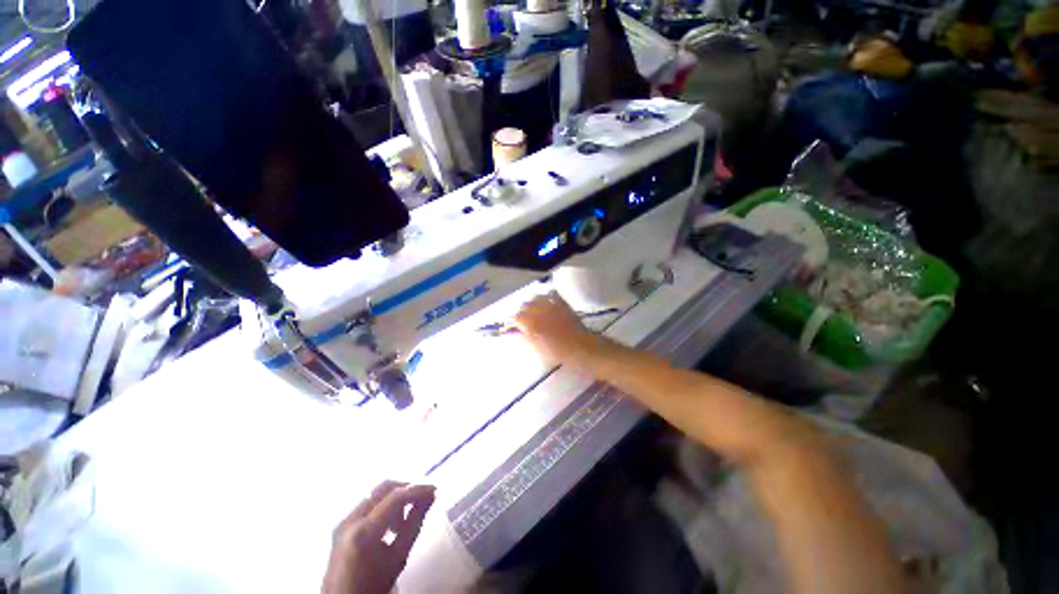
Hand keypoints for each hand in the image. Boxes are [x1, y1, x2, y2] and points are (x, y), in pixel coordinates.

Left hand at [323, 481, 435, 593]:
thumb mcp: (398, 557)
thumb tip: (430, 496)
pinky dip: (384, 506)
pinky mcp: (343, 523)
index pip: (396, 497)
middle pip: (384, 488)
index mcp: (363, 531)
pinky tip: (392, 523)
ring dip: (395, 498)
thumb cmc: (374, 585)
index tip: (435, 490)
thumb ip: (415, 523)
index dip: (418, 490)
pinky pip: (369, 504)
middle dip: (407, 489)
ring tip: (406, 518)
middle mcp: (350, 519)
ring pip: (377, 494)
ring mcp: (344, 520)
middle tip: (423, 498)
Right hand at [512, 292, 598, 366]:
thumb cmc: (557, 352)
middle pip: (524, 305)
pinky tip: (546, 303)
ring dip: (533, 303)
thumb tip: (515, 331)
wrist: (581, 347)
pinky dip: (546, 296)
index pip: (516, 316)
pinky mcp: (562, 303)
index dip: (513, 321)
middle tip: (525, 321)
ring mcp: (551, 304)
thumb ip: (524, 337)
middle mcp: (539, 310)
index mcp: (531, 322)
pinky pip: (551, 293)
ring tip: (535, 311)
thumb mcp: (537, 348)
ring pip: (536, 297)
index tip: (514, 326)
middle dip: (523, 312)